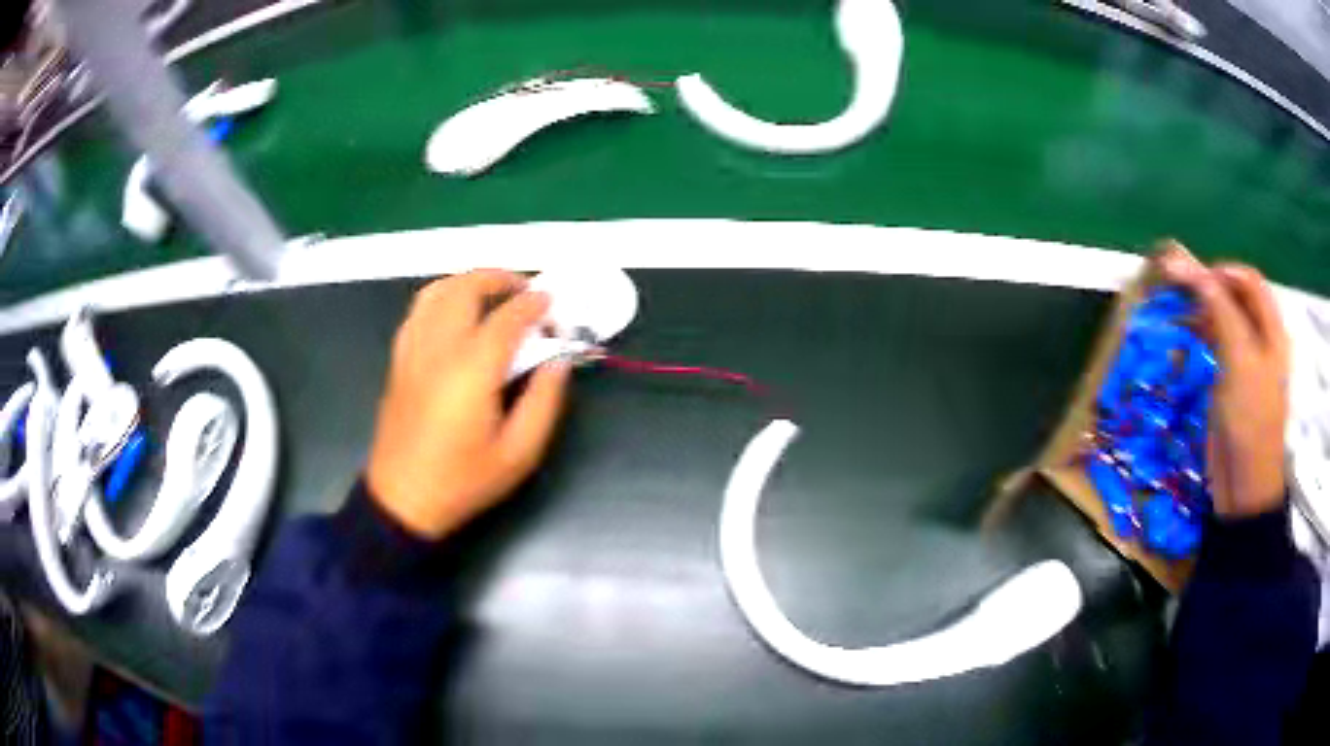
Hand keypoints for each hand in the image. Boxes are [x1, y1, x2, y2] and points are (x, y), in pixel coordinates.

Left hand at [366, 270, 571, 538]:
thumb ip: (544, 401)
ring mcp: (412, 350)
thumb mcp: (519, 454)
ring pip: (436, 291)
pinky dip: (441, 298)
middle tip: (525, 291)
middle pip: (466, 288)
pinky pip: (418, 310)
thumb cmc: (463, 481)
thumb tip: (559, 360)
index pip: (507, 317)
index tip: (554, 306)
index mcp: (471, 370)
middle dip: (500, 278)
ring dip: (468, 282)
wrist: (402, 500)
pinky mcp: (398, 360)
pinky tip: (456, 315)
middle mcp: (438, 348)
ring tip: (492, 295)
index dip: (535, 304)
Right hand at [1160, 244, 1288, 517]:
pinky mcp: (1229, 384)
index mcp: (1272, 329)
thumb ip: (1215, 306)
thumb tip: (1179, 259)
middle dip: (1207, 289)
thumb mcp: (1238, 357)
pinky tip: (1182, 336)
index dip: (1221, 271)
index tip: (1191, 278)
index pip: (1248, 280)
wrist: (1244, 488)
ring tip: (1174, 311)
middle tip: (1178, 292)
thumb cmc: (1249, 420)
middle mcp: (1261, 340)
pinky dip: (1198, 335)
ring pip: (1222, 320)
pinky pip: (1215, 345)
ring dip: (1199, 311)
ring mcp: (1245, 363)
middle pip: (1234, 297)